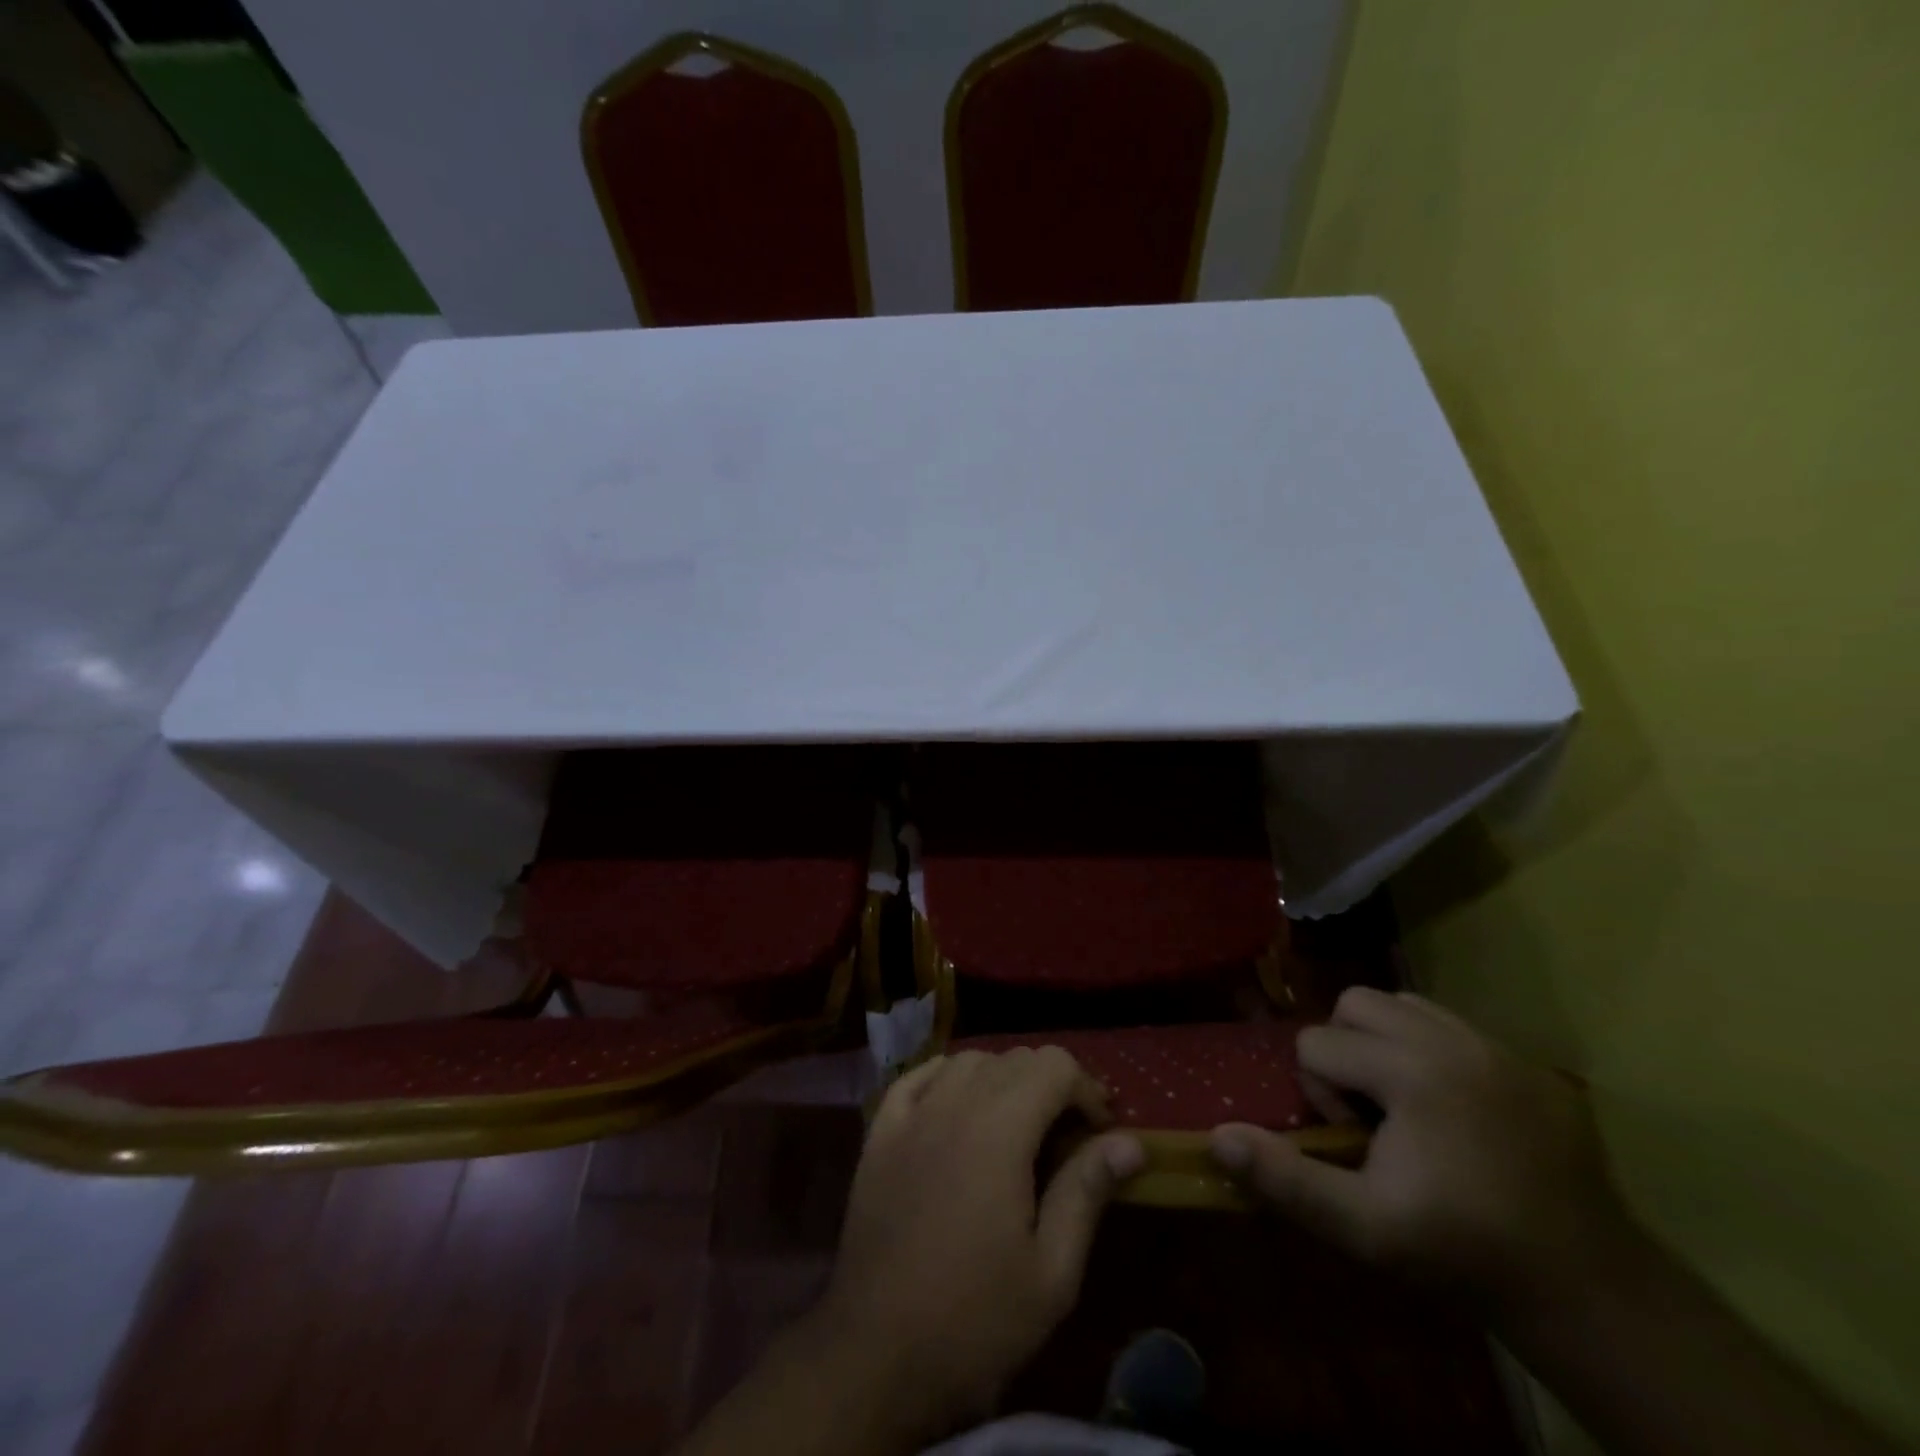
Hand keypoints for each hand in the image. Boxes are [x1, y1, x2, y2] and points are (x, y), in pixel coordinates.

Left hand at [812, 1048, 1145, 1436]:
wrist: (875, 1355)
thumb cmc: (974, 1320)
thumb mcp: (1051, 1272)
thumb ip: (1087, 1191)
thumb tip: (1130, 1141)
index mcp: (999, 1130)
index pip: (1054, 1065)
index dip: (1087, 1089)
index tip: (1101, 1131)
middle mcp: (954, 1104)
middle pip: (1014, 1058)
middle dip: (1051, 1083)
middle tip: (1068, 1133)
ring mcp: (911, 1114)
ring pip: (968, 1060)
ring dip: (1002, 1077)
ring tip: (1018, 1122)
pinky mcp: (879, 1133)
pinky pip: (917, 1076)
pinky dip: (947, 1076)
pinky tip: (957, 1103)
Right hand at [1211, 987, 1634, 1317]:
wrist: (1587, 1290)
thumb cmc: (1460, 1251)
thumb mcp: (1363, 1227)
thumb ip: (1286, 1178)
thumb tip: (1218, 1135)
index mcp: (1411, 1071)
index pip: (1318, 1042)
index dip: (1319, 1092)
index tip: (1354, 1141)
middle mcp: (1453, 1041)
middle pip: (1357, 1002)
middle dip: (1346, 1049)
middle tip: (1370, 1110)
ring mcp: (1498, 1048)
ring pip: (1406, 1004)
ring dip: (1386, 1042)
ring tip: (1404, 1102)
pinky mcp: (1532, 1066)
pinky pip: (1455, 1026)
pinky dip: (1433, 1049)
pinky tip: (1450, 1108)